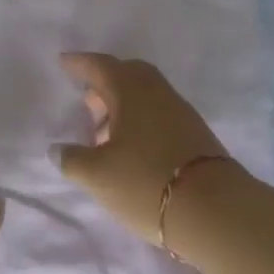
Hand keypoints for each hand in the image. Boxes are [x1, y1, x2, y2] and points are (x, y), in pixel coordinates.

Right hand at [55, 53, 231, 243]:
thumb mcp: (98, 175)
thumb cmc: (147, 182)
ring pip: (145, 96)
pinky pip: (159, 115)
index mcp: (130, 89)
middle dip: (105, 84)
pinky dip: (141, 122)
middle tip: (87, 102)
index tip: (64, 62)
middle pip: (127, 75)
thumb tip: (56, 149)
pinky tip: (132, 150)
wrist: (217, 211)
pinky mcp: (196, 135)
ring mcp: (180, 112)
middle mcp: (156, 91)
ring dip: (123, 107)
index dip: (80, 63)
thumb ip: (72, 159)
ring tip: (105, 136)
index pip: (100, 66)